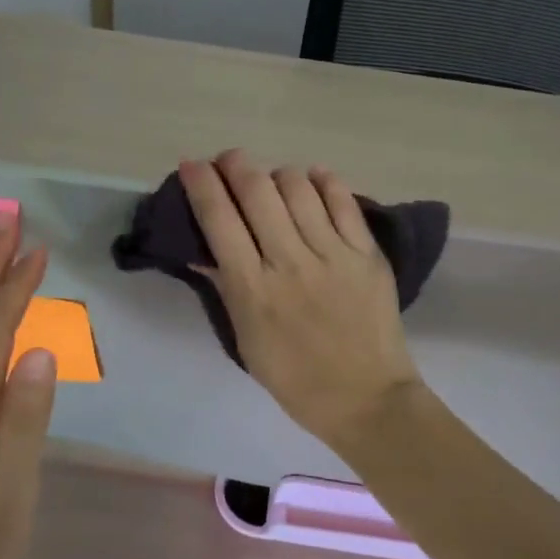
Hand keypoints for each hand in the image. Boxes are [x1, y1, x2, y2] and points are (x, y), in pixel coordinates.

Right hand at [180, 150, 422, 446]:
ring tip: (273, 180)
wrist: (367, 398)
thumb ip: (226, 288)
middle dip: (236, 164)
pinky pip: (343, 201)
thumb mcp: (246, 340)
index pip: (219, 221)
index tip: (192, 165)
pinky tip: (314, 178)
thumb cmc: (295, 378)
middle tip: (229, 160)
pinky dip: (324, 181)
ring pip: (299, 187)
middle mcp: (290, 262)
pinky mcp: (367, 253)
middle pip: (257, 191)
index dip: (201, 185)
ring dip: (278, 173)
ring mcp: (333, 254)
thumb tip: (202, 248)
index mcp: (254, 289)